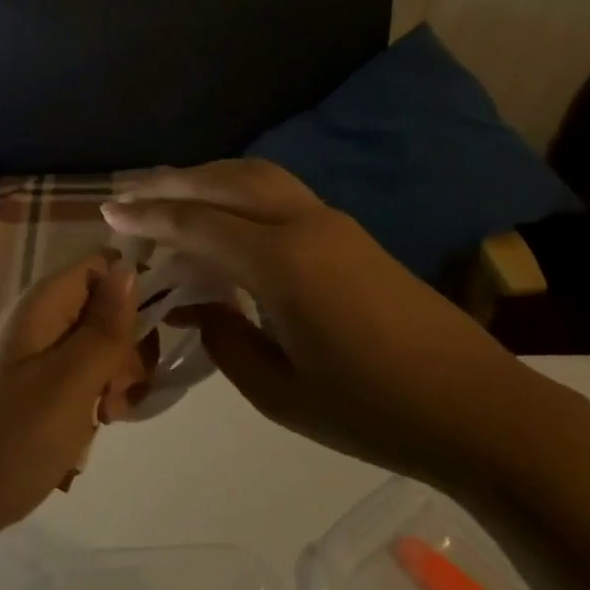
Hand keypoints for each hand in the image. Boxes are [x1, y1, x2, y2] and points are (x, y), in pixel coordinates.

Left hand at [0, 253, 147, 548]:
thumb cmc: (12, 438)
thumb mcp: (71, 381)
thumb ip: (104, 327)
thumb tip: (130, 267)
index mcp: (41, 305)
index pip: (101, 266)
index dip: (131, 294)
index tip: (142, 341)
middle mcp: (35, 321)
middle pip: (100, 309)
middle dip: (124, 348)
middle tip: (118, 394)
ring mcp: (29, 357)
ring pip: (92, 349)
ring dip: (110, 381)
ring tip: (105, 419)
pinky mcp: (27, 390)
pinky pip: (74, 380)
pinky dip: (88, 402)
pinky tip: (86, 433)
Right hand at [101, 160, 572, 493]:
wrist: (481, 411)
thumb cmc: (374, 412)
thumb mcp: (281, 392)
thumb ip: (226, 340)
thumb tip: (197, 306)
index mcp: (283, 263)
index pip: (198, 224)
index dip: (148, 217)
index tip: (108, 210)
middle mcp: (305, 226)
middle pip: (226, 182)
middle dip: (172, 184)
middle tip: (130, 193)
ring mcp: (334, 224)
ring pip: (257, 177)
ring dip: (208, 179)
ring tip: (170, 194)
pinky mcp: (351, 235)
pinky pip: (279, 194)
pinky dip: (238, 192)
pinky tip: (224, 214)